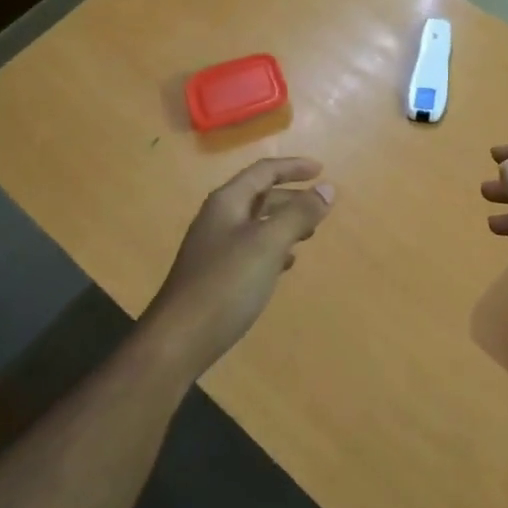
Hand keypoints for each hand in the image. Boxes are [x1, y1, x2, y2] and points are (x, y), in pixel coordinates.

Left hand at [146, 157, 335, 374]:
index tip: (322, 170)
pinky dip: (273, 249)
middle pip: (259, 196)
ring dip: (284, 223)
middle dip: (291, 197)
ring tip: (309, 234)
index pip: (263, 171)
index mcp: (227, 202)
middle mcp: (219, 218)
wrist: (179, 339)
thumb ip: (298, 214)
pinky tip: (285, 264)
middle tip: (321, 208)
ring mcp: (215, 248)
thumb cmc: (226, 284)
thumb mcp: (268, 244)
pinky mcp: (217, 275)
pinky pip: (251, 250)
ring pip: (256, 224)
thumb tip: (328, 188)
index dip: (293, 167)